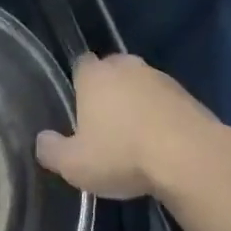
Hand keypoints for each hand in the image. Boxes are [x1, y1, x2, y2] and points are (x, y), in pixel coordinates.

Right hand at [35, 53, 224, 199]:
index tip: (80, 109)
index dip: (79, 84)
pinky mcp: (187, 94)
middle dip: (108, 91)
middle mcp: (125, 66)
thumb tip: (42, 141)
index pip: (80, 65)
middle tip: (106, 124)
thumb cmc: (123, 154)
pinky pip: (165, 101)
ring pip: (140, 85)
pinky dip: (161, 115)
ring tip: (136, 138)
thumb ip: (52, 151)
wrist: (189, 156)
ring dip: (137, 103)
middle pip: (111, 71)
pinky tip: (162, 143)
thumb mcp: (75, 165)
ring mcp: (159, 77)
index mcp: (94, 75)